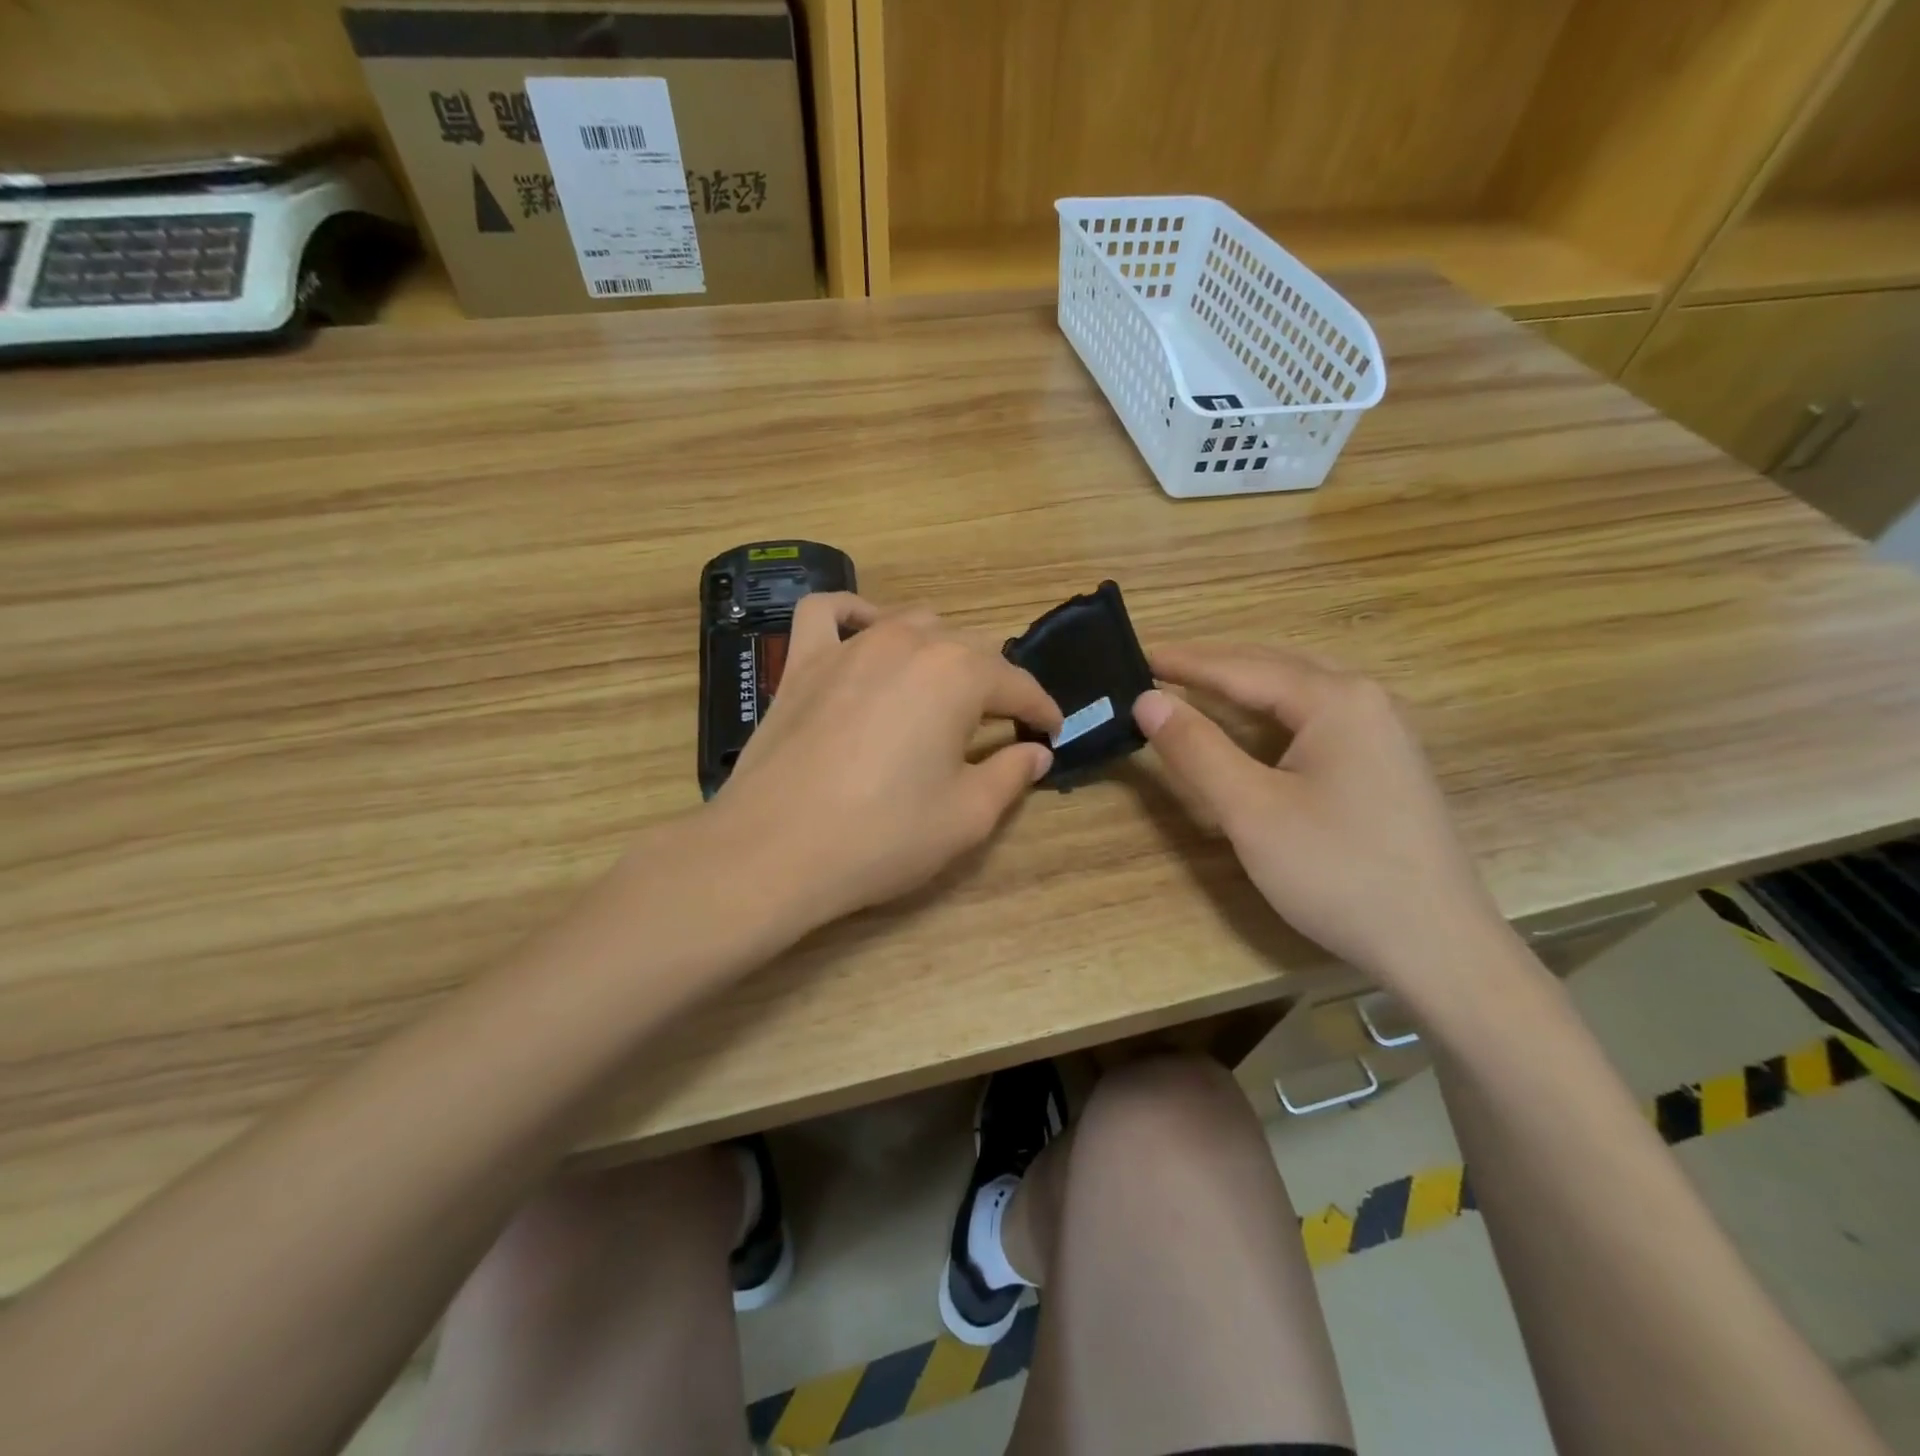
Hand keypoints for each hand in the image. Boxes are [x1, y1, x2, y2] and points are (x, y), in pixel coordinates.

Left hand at [717, 594, 1061, 928]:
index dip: (1041, 709)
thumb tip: (1037, 752)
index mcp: (957, 675)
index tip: (1052, 731)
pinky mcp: (802, 661)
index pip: (1017, 685)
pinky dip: (855, 614)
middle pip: (968, 649)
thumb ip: (1011, 775)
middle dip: (994, 684)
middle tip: (999, 725)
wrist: (774, 851)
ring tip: (941, 689)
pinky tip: (867, 633)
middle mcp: (907, 643)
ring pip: (911, 624)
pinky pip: (829, 613)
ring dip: (937, 651)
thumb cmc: (882, 836)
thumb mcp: (967, 816)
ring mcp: (849, 645)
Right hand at [1133, 642, 1500, 999]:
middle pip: (1273, 667)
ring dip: (1243, 686)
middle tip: (1158, 667)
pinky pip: (1315, 718)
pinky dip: (1271, 712)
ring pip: (1297, 692)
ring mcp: (1383, 731)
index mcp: (1335, 699)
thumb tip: (1147, 700)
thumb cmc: (1337, 872)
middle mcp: (1365, 700)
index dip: (1184, 662)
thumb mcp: (1251, 810)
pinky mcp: (1385, 763)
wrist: (1438, 946)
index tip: (1137, 654)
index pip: (1241, 667)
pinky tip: (1253, 726)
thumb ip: (1196, 749)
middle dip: (1213, 665)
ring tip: (1194, 687)